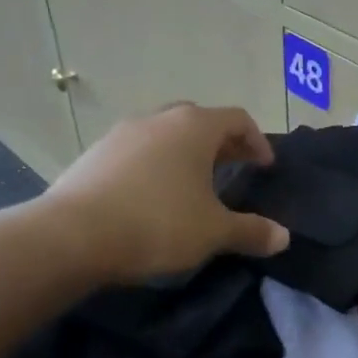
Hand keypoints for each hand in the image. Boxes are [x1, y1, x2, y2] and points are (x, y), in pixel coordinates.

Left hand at [38, 103, 289, 284]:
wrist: (73, 235)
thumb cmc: (158, 223)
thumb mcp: (214, 232)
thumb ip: (251, 231)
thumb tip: (284, 237)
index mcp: (194, 127)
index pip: (237, 119)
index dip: (257, 141)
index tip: (264, 166)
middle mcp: (158, 120)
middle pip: (200, 121)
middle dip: (221, 144)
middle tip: (234, 169)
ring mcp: (122, 134)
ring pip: (165, 135)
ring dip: (185, 153)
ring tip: (194, 185)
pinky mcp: (94, 155)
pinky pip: (137, 152)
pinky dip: (155, 165)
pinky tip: (153, 197)